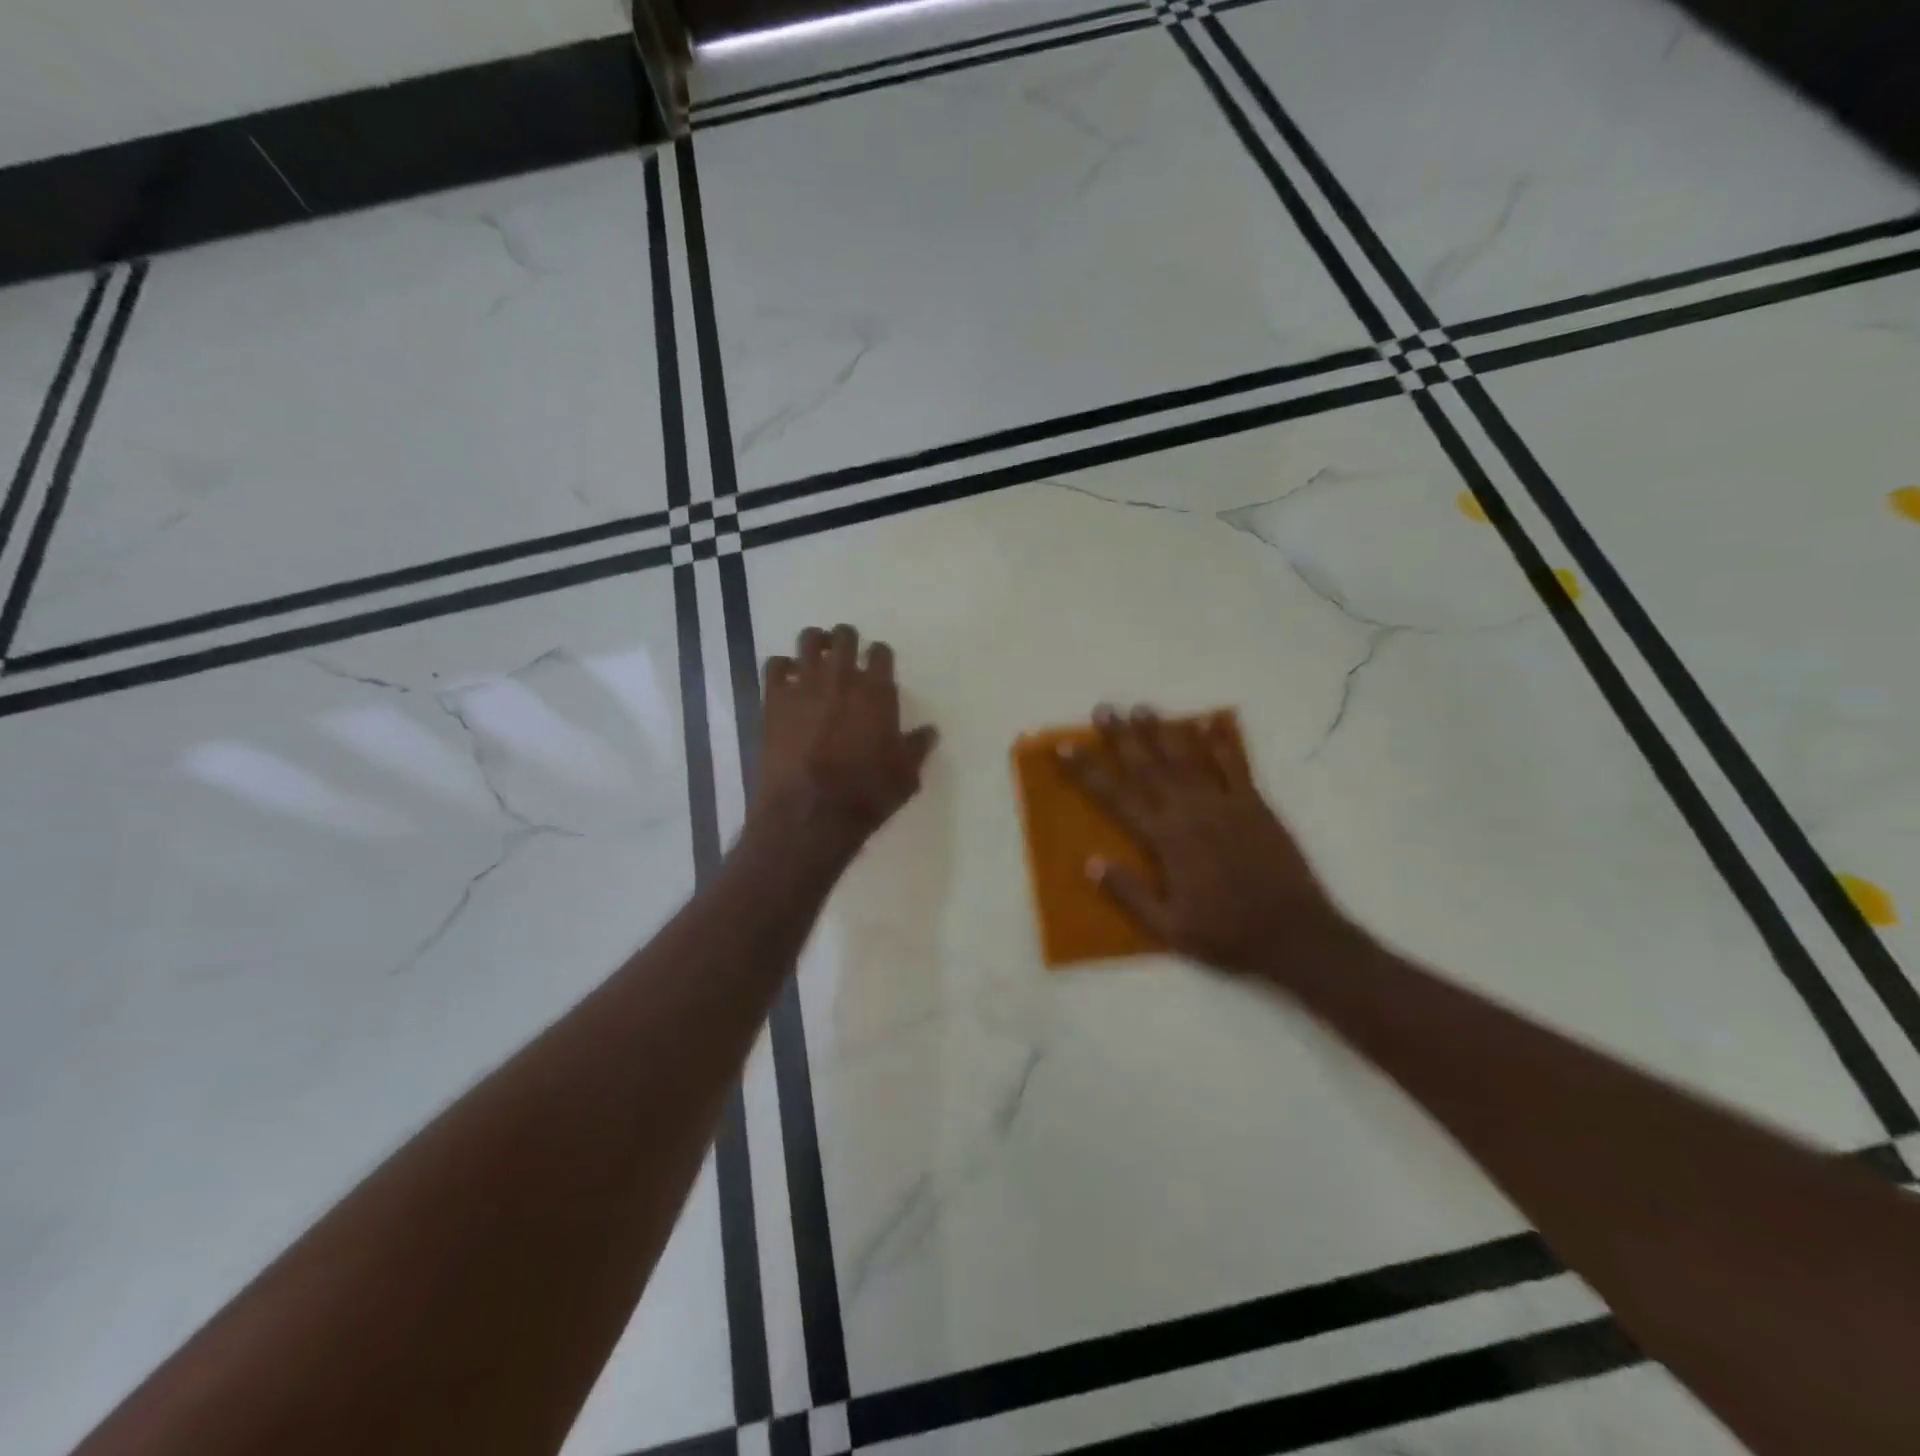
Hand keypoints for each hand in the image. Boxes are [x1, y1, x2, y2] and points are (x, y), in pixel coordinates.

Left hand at [753, 624, 938, 861]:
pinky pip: (774, 665)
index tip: (877, 664)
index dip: (879, 656)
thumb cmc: (866, 794)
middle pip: (844, 637)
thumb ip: (917, 747)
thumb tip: (929, 731)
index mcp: (877, 692)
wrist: (811, 813)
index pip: (881, 653)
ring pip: (809, 641)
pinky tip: (787, 678)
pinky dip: (782, 666)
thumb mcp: (905, 775)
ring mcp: (804, 685)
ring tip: (816, 655)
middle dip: (846, 640)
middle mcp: (841, 678)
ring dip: (815, 643)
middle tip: (845, 652)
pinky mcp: (774, 700)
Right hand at [1060, 706, 1349, 975]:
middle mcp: (1190, 812)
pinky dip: (1220, 742)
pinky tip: (1208, 721)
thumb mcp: (1169, 927)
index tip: (1066, 746)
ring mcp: (1225, 804)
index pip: (1116, 797)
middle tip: (1104, 708)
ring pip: (1186, 758)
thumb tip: (1091, 862)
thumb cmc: (1226, 934)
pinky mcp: (1255, 805)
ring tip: (1142, 707)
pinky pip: (1234, 765)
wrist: (1294, 935)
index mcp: (1165, 840)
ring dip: (1162, 731)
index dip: (1088, 771)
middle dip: (1122, 736)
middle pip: (1148, 766)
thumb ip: (1129, 893)